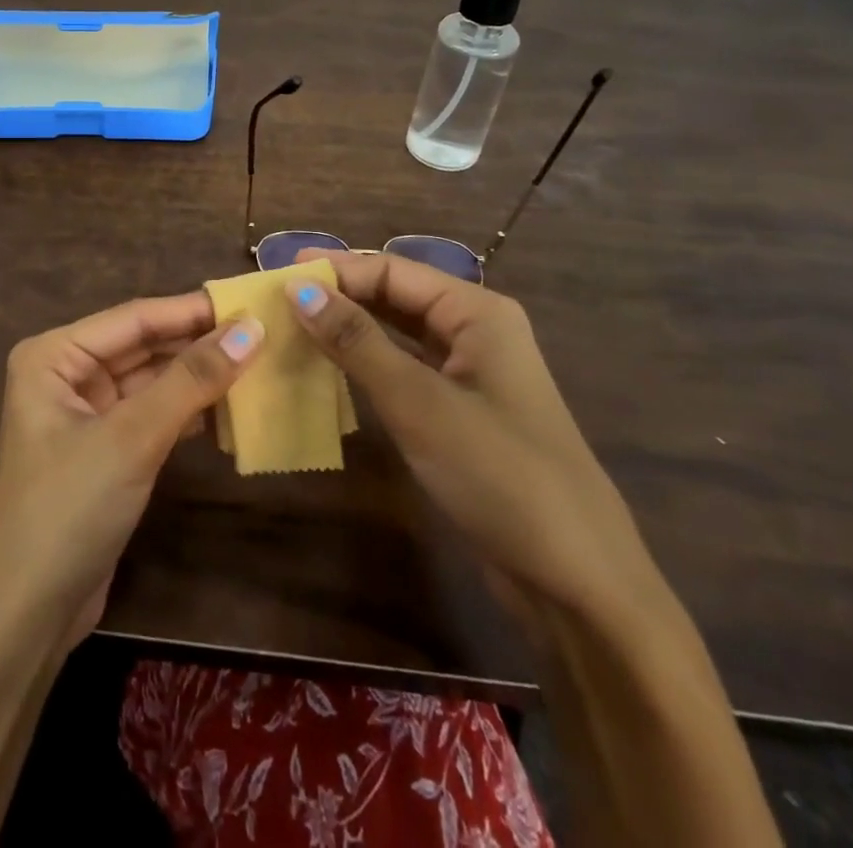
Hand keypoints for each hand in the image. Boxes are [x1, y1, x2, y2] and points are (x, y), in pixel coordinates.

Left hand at [0, 293, 262, 647]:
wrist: (25, 616)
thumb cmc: (68, 509)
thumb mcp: (132, 438)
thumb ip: (191, 380)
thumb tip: (251, 329)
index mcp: (54, 354)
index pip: (135, 318)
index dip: (193, 310)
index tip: (252, 302)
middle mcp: (66, 374)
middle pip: (143, 346)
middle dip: (198, 343)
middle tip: (264, 333)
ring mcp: (85, 413)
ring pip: (151, 381)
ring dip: (198, 378)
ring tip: (259, 365)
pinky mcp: (104, 450)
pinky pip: (152, 415)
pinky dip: (188, 412)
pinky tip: (231, 410)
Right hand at [288, 248, 654, 616]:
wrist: (577, 583)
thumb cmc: (500, 475)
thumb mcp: (419, 403)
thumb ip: (356, 341)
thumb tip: (297, 289)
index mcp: (477, 312)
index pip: (391, 270)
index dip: (334, 270)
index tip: (275, 276)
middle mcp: (475, 330)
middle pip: (395, 295)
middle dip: (339, 293)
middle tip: (275, 298)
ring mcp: (469, 373)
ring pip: (397, 332)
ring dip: (348, 327)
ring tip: (291, 326)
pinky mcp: (459, 411)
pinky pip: (404, 369)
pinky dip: (365, 363)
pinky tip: (328, 368)